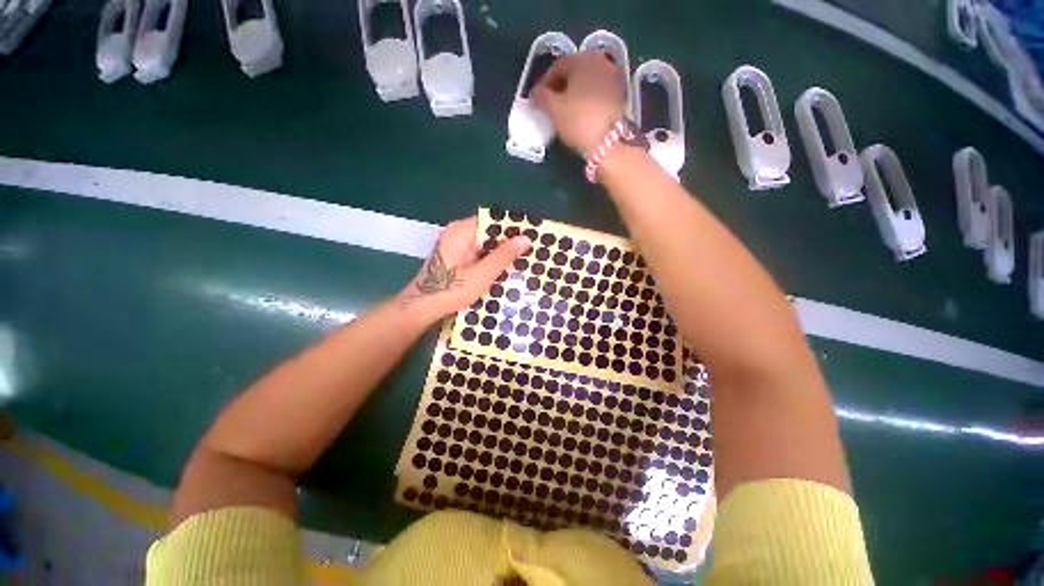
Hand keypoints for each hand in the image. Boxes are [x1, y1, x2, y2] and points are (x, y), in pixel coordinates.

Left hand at [400, 217, 529, 321]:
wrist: (421, 308)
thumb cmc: (450, 291)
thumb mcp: (481, 275)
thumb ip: (502, 256)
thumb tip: (525, 239)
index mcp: (461, 231)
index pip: (492, 221)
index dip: (512, 228)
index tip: (532, 237)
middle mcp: (458, 234)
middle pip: (489, 232)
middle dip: (508, 243)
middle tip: (531, 252)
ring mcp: (456, 246)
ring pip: (485, 245)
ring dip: (500, 254)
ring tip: (524, 261)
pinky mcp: (456, 258)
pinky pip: (479, 254)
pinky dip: (491, 261)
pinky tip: (505, 270)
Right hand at [533, 53, 626, 155]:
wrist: (609, 142)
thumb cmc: (578, 121)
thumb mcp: (554, 110)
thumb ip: (541, 97)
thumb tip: (536, 93)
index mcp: (582, 60)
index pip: (557, 66)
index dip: (545, 82)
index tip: (538, 99)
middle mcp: (600, 61)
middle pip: (574, 71)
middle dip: (561, 86)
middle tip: (551, 104)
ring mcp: (613, 76)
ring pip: (587, 81)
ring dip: (575, 92)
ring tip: (566, 110)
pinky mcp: (621, 93)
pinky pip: (598, 91)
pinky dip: (588, 98)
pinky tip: (582, 113)